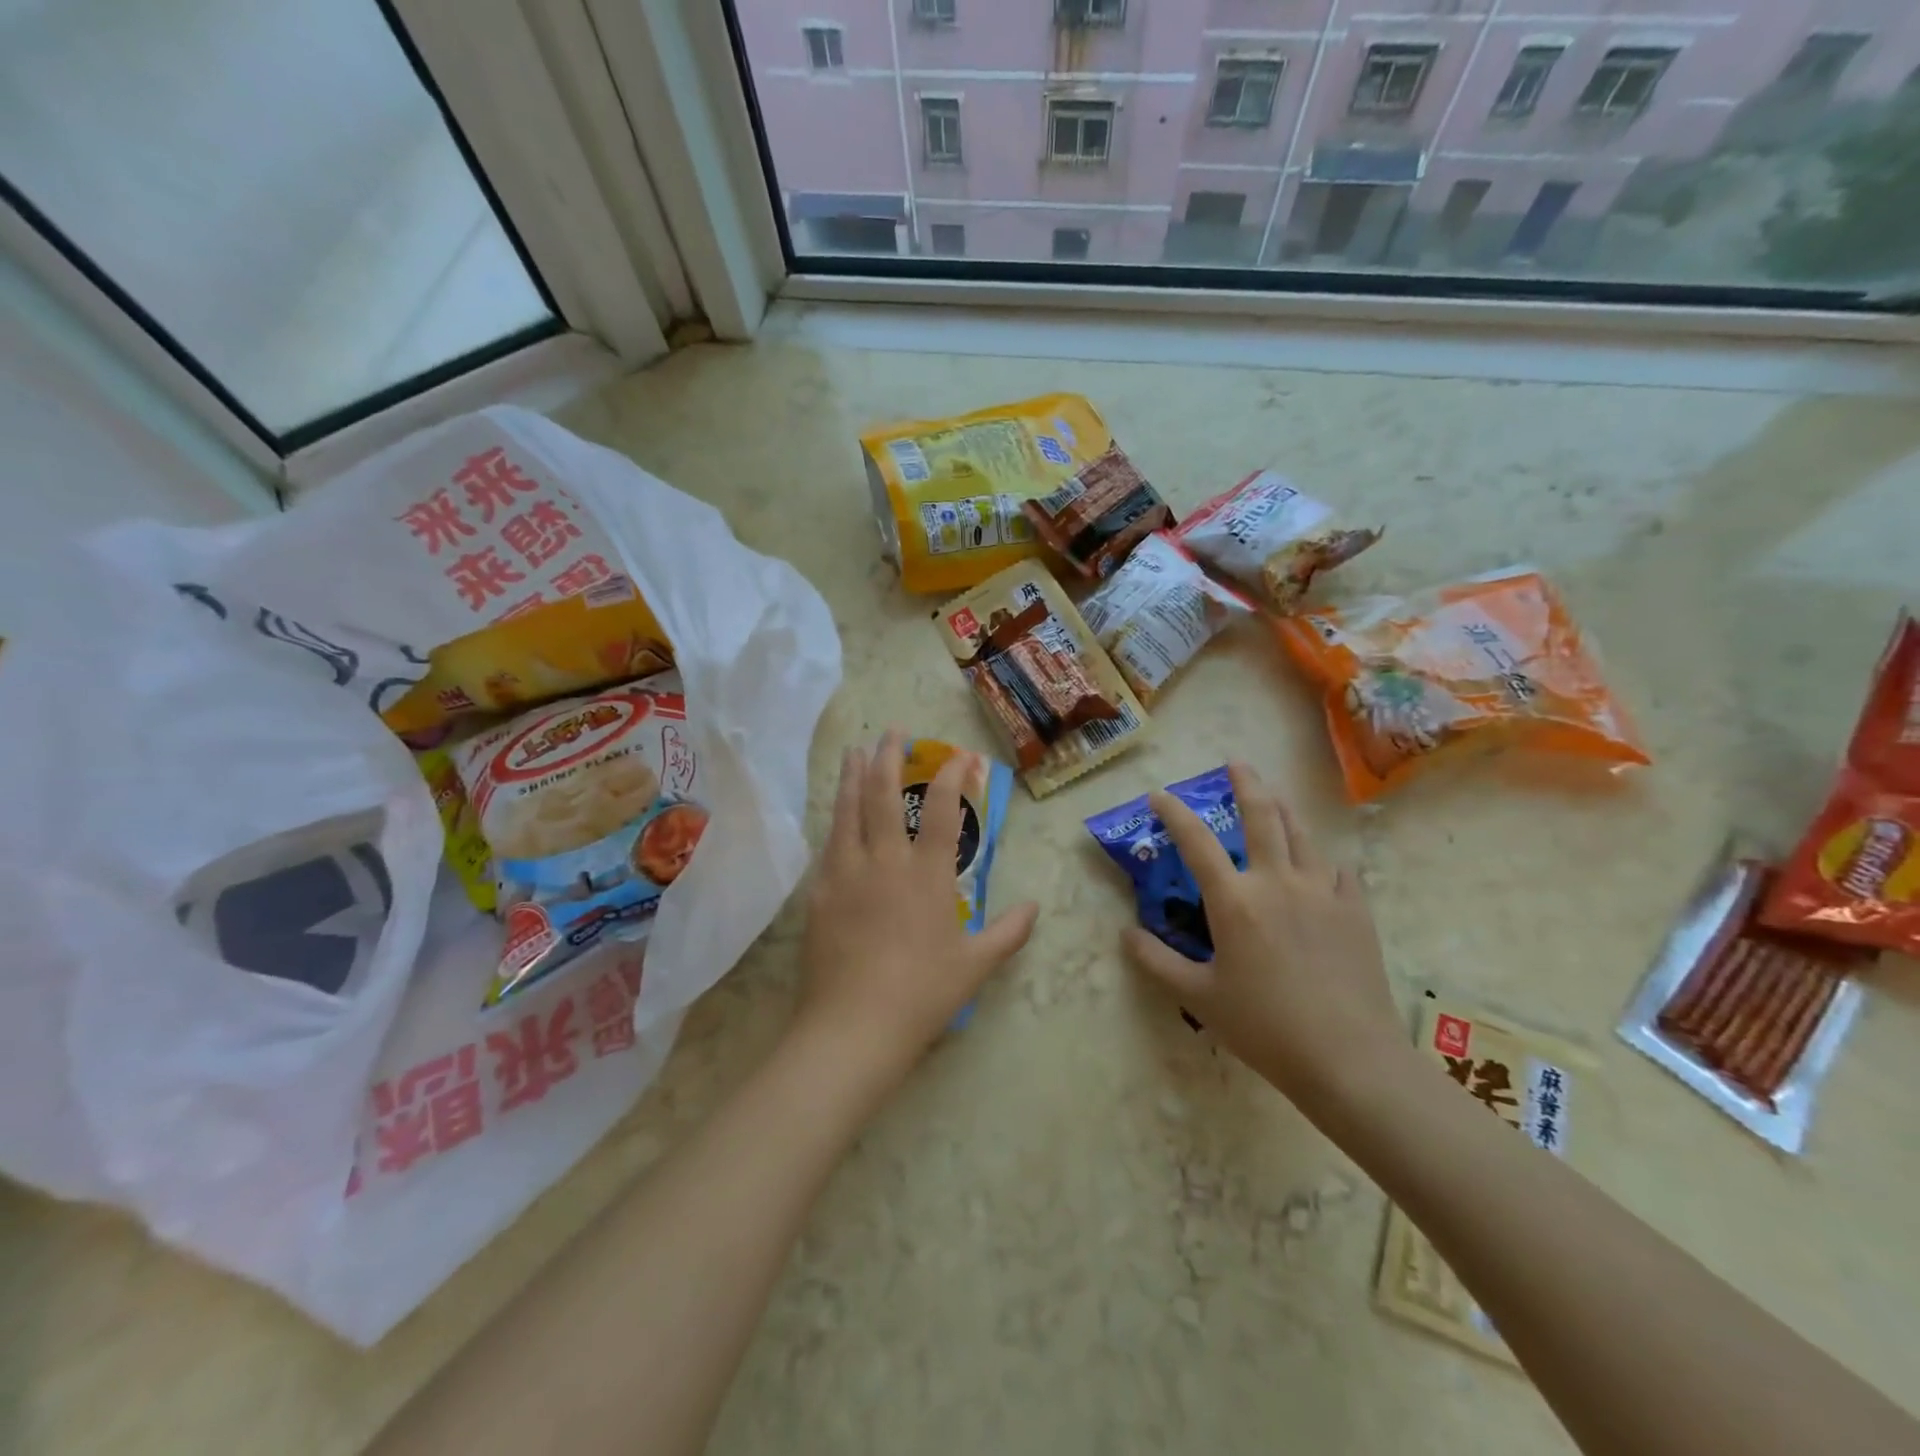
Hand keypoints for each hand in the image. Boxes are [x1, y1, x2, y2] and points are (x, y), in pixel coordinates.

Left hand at [796, 730, 1038, 1088]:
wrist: (853, 1027)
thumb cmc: (922, 995)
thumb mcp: (975, 965)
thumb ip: (1008, 932)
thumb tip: (1034, 908)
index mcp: (927, 875)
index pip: (942, 811)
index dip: (950, 776)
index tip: (955, 756)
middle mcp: (885, 862)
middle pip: (885, 796)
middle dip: (890, 758)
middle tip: (893, 732)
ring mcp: (847, 873)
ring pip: (849, 811)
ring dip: (854, 777)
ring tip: (856, 751)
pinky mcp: (820, 892)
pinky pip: (828, 845)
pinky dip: (835, 821)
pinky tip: (835, 815)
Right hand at [1122, 762, 1402, 1105]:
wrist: (1349, 1058)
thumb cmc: (1265, 1027)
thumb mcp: (1199, 997)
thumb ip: (1157, 962)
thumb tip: (1126, 933)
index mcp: (1235, 900)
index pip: (1195, 841)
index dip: (1173, 813)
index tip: (1159, 795)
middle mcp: (1277, 881)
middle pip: (1261, 816)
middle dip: (1245, 784)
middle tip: (1235, 764)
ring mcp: (1323, 891)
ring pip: (1302, 834)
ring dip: (1283, 810)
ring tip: (1274, 798)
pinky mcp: (1356, 910)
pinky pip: (1339, 870)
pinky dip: (1323, 860)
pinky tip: (1321, 867)